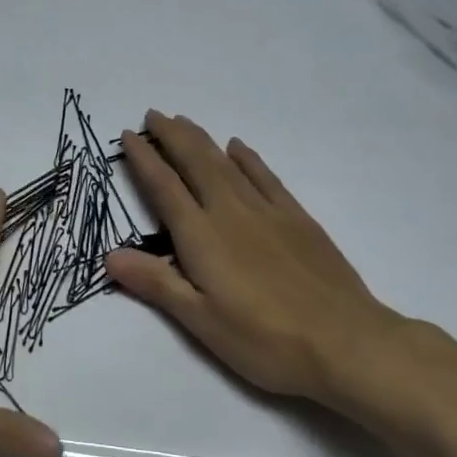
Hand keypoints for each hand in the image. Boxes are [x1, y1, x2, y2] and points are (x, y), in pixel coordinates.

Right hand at [105, 112, 417, 413]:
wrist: (346, 342)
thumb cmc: (265, 340)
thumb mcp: (201, 321)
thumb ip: (156, 282)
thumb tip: (109, 254)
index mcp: (203, 237)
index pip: (165, 188)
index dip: (144, 159)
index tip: (128, 135)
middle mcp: (231, 213)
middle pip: (196, 163)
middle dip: (172, 136)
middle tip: (153, 114)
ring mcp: (268, 212)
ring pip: (227, 164)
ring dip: (202, 139)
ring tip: (184, 121)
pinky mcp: (298, 219)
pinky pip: (266, 177)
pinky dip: (248, 157)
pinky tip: (238, 147)